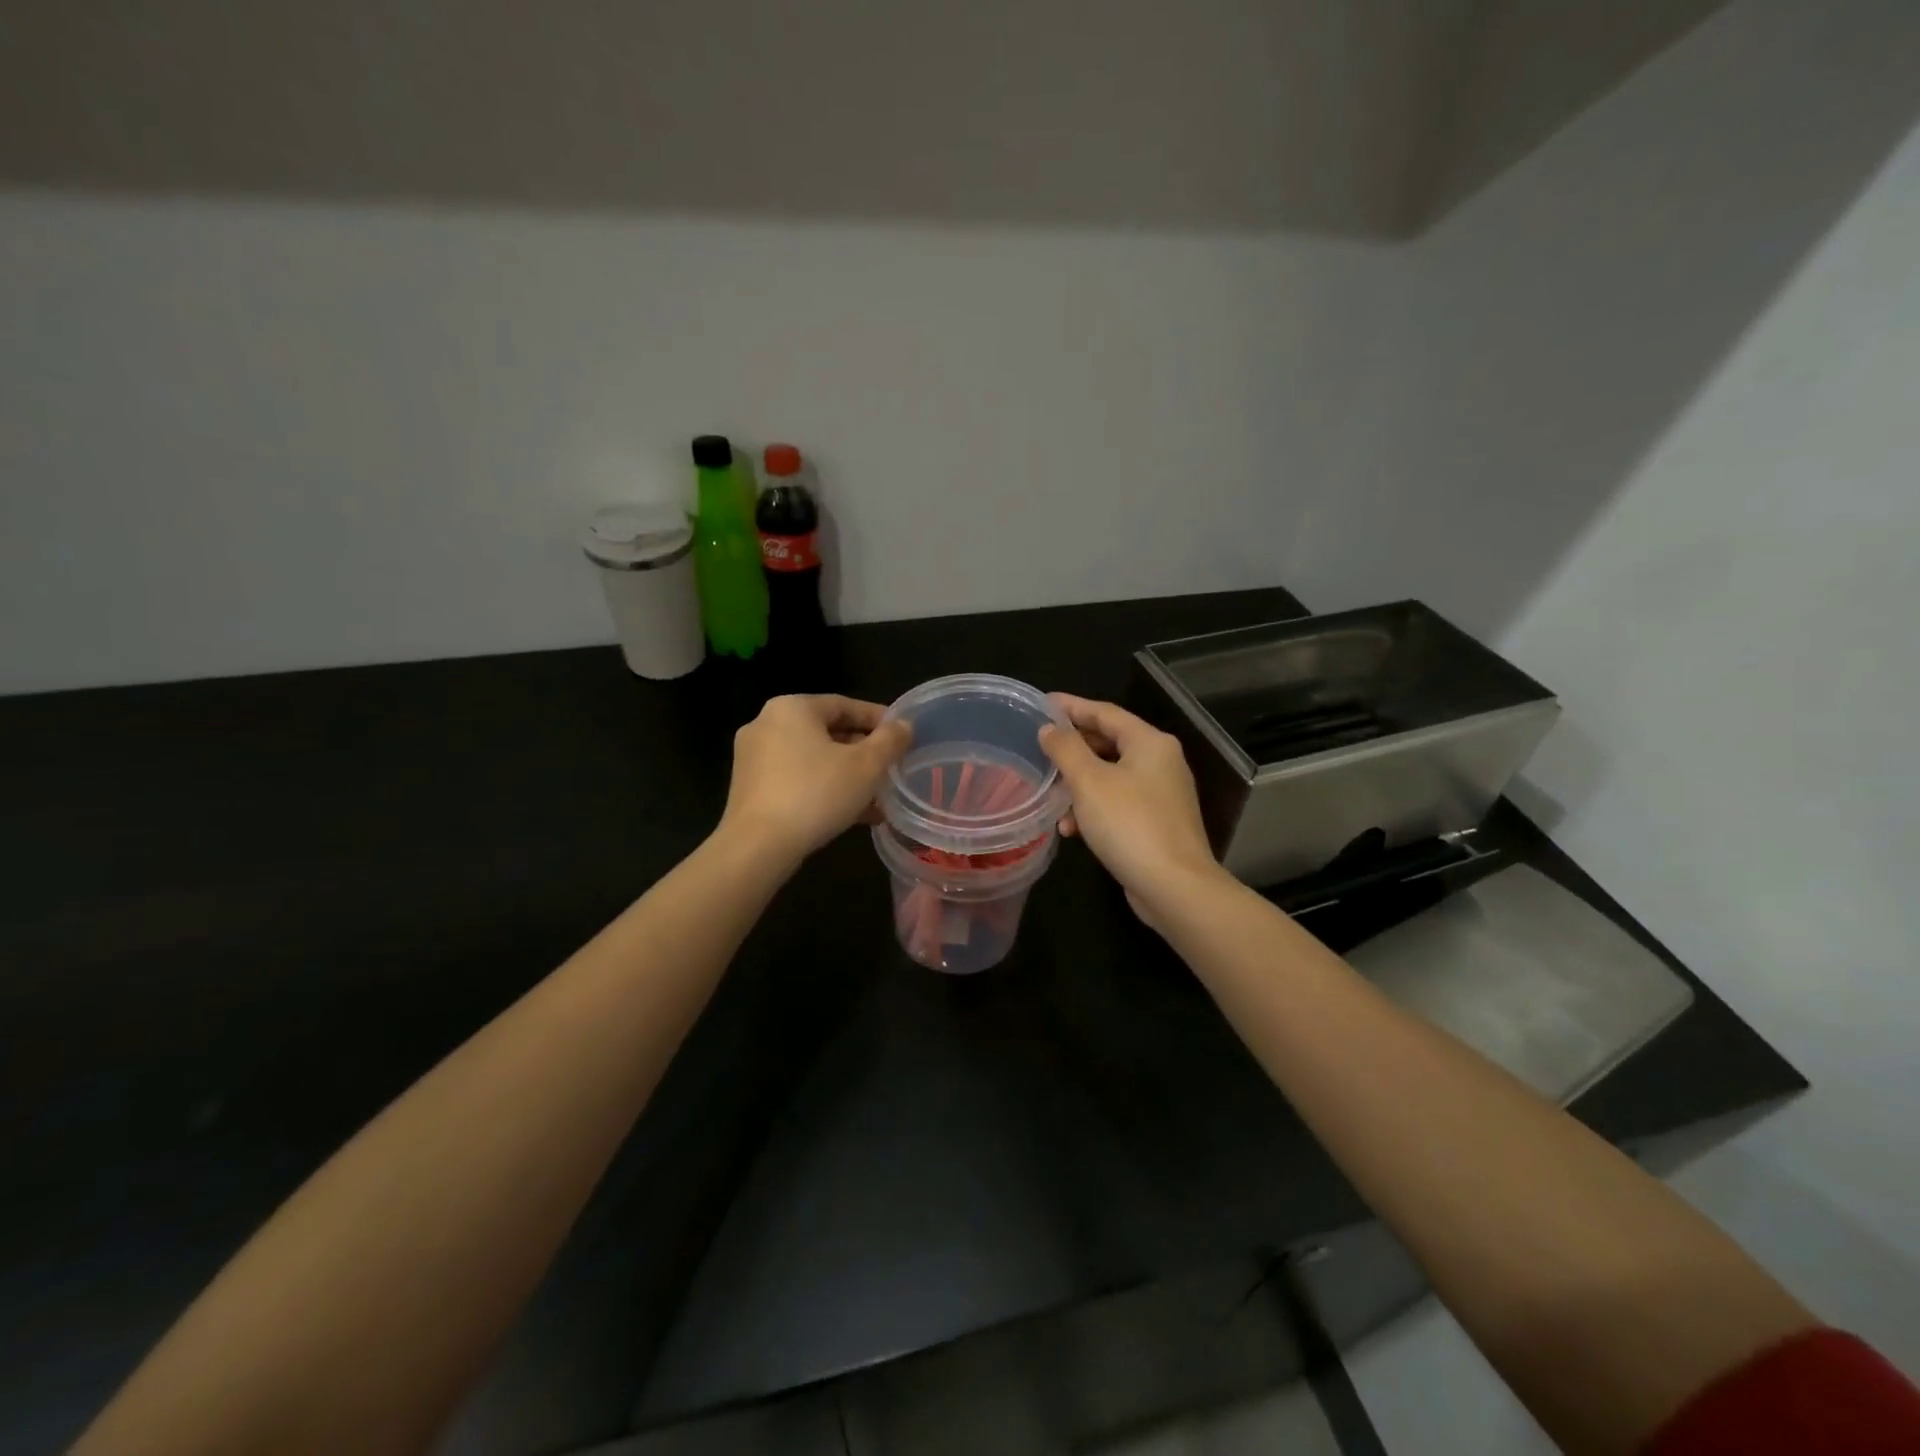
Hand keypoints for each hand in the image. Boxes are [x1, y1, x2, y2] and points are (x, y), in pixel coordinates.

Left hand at [720, 695, 912, 861]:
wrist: (758, 847)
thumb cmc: (816, 794)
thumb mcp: (866, 766)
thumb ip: (890, 741)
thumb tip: (904, 725)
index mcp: (792, 707)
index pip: (844, 704)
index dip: (878, 719)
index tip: (902, 736)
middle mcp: (766, 723)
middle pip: (827, 731)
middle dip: (862, 751)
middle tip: (891, 768)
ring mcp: (753, 757)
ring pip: (812, 759)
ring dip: (846, 775)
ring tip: (877, 797)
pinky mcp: (749, 788)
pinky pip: (795, 779)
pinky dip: (822, 789)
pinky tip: (850, 814)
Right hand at [1039, 694, 1224, 928]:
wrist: (1174, 887)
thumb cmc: (1129, 824)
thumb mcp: (1089, 782)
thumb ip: (1066, 749)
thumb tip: (1049, 728)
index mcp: (1150, 743)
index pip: (1105, 712)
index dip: (1071, 706)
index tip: (1041, 704)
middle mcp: (1161, 762)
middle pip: (1109, 742)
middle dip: (1073, 748)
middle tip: (1040, 747)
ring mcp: (1161, 794)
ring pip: (1111, 776)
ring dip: (1079, 784)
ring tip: (1050, 795)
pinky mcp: (1157, 823)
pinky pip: (1118, 803)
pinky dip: (1094, 808)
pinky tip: (1071, 828)